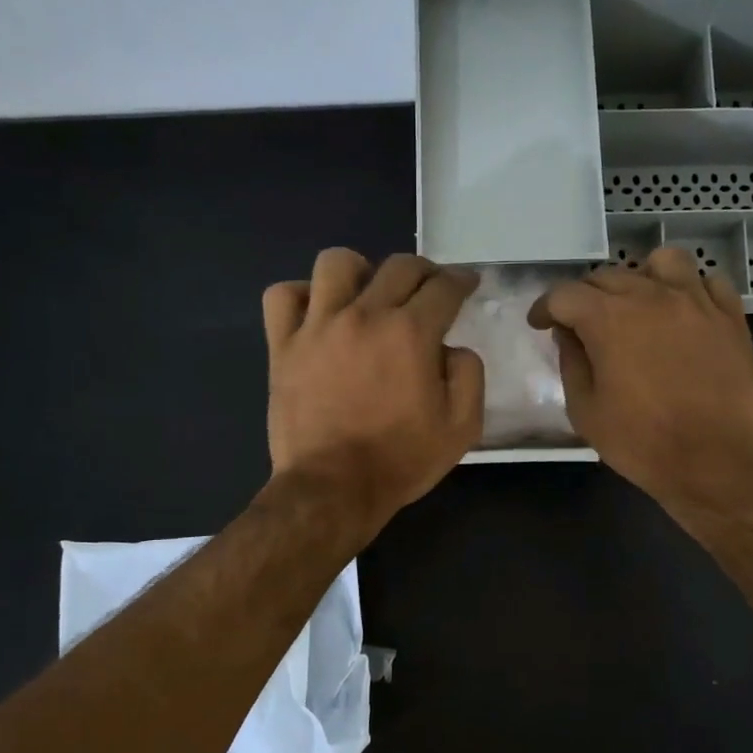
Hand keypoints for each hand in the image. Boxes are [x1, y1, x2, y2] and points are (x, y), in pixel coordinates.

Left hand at [264, 250, 482, 533]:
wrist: (334, 488)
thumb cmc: (401, 460)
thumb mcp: (461, 427)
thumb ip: (469, 374)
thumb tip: (451, 348)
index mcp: (410, 333)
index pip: (443, 287)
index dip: (461, 280)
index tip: (467, 284)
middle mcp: (364, 315)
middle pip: (398, 267)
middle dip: (424, 271)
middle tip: (429, 289)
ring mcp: (317, 327)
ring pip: (336, 263)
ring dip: (361, 270)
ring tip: (368, 293)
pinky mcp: (283, 345)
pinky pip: (282, 296)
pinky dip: (301, 295)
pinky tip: (317, 312)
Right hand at [530, 247, 752, 515]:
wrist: (715, 462)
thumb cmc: (642, 443)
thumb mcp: (586, 412)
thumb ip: (572, 364)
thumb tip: (569, 334)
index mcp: (609, 319)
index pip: (565, 294)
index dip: (545, 307)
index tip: (541, 324)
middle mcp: (652, 296)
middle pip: (609, 275)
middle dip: (586, 296)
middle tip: (582, 324)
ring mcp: (696, 302)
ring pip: (663, 262)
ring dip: (641, 277)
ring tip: (638, 305)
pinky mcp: (730, 317)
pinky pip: (709, 282)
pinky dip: (690, 290)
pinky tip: (683, 313)